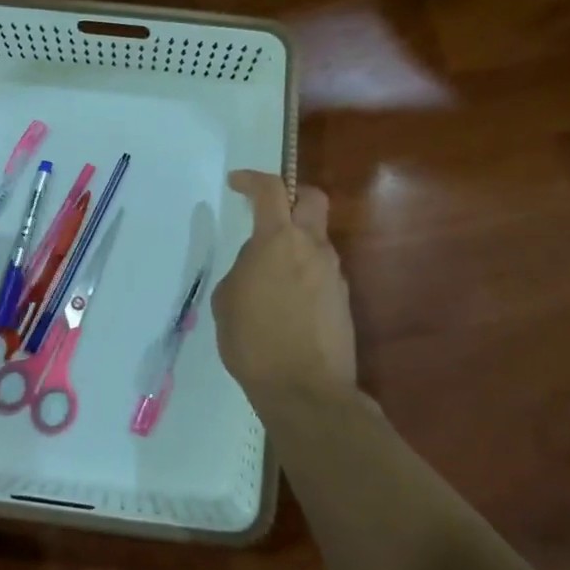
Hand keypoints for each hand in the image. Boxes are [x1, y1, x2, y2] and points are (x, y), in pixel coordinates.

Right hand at [212, 170, 357, 408]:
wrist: (305, 390)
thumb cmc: (254, 341)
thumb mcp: (227, 299)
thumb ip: (243, 269)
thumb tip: (258, 264)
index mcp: (278, 241)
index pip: (270, 190)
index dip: (251, 179)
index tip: (236, 182)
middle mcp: (312, 248)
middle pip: (312, 199)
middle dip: (291, 195)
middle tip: (269, 210)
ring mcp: (333, 274)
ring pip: (317, 239)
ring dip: (295, 242)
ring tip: (268, 274)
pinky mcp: (342, 300)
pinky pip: (320, 271)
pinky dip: (303, 272)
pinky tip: (285, 302)